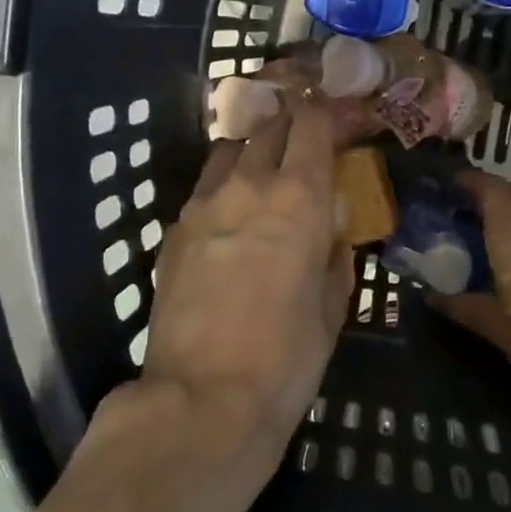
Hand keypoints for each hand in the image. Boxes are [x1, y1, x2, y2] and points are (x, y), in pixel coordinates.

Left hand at [81, 103, 353, 511]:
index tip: (337, 114)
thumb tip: (330, 232)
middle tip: (306, 138)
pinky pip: (204, 189)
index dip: (325, 111)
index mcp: (299, 199)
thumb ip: (334, 256)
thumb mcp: (332, 307)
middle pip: (268, 126)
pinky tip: (232, 216)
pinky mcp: (173, 231)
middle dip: (290, 122)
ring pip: (229, 150)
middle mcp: (248, 186)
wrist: (204, 400)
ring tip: (265, 172)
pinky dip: (224, 187)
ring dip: (252, 150)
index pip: (311, 124)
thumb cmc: (287, 359)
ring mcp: (203, 205)